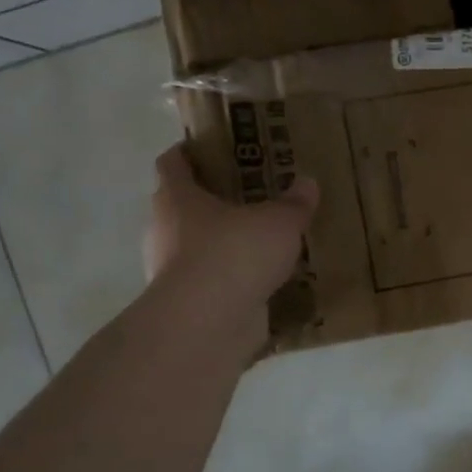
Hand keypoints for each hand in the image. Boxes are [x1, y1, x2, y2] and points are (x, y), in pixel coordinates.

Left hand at [144, 144, 318, 308]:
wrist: (207, 323)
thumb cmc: (234, 254)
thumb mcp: (279, 222)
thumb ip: (294, 203)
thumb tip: (307, 183)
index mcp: (177, 199)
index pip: (171, 164)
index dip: (186, 153)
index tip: (205, 148)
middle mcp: (164, 231)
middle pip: (181, 207)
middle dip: (210, 201)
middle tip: (248, 197)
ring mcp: (170, 271)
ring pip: (195, 247)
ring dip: (220, 244)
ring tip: (260, 242)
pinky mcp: (186, 304)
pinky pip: (210, 283)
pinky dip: (229, 280)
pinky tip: (260, 281)